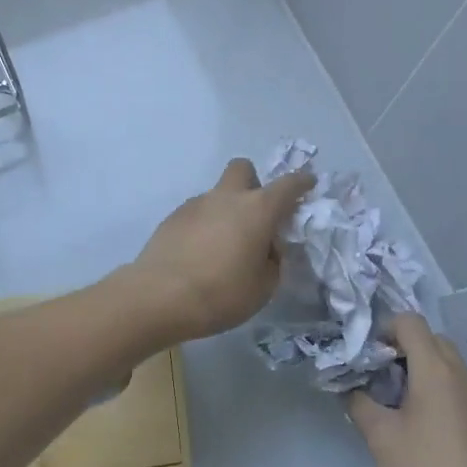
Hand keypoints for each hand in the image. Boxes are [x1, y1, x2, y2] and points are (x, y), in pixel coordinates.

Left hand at [123, 158, 314, 341]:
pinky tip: (199, 254)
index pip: (288, 185)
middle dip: (253, 182)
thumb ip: (272, 261)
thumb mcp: (263, 287)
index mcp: (257, 209)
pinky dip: (205, 225)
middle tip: (256, 213)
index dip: (301, 182)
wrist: (159, 297)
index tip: (308, 183)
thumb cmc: (221, 293)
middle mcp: (227, 197)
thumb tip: (266, 248)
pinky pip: (197, 212)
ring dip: (226, 209)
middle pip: (243, 168)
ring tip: (223, 246)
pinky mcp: (172, 217)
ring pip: (217, 193)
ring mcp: (196, 204)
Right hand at [348, 314, 466, 466]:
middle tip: (378, 376)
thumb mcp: (381, 439)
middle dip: (400, 347)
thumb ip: (360, 404)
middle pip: (429, 338)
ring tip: (394, 401)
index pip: (410, 322)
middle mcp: (460, 373)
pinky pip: (454, 384)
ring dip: (418, 368)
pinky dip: (434, 386)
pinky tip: (418, 423)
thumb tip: (350, 387)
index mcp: (435, 369)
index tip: (367, 357)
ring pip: (444, 361)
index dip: (384, 329)